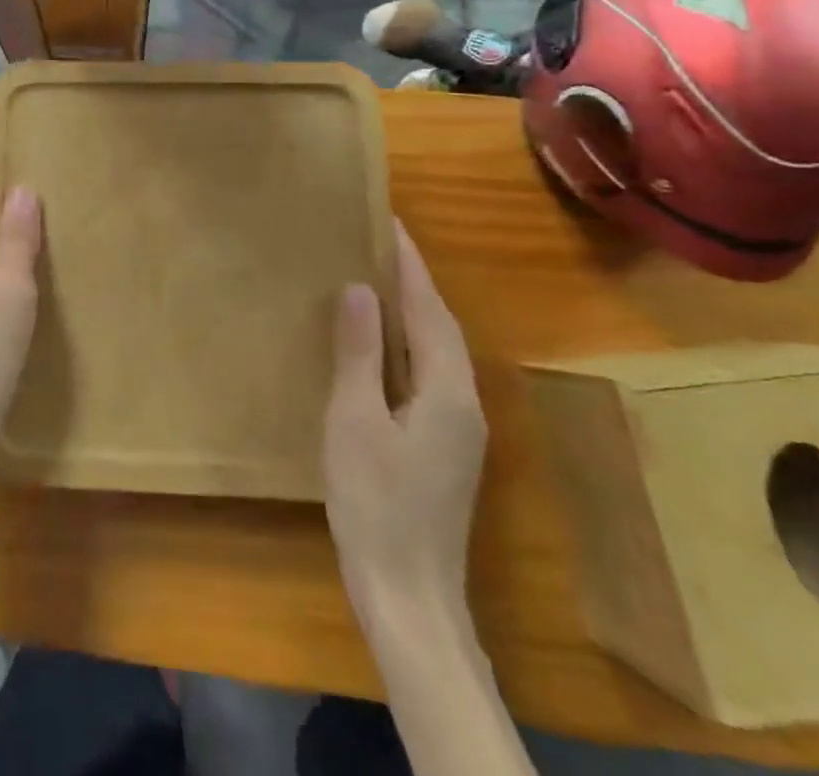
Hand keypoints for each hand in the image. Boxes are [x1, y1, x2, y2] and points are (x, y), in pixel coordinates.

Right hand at [324, 222, 486, 628]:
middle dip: (414, 283)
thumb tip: (360, 289)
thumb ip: (359, 353)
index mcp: (446, 391)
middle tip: (379, 244)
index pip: (429, 310)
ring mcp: (458, 430)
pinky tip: (380, 348)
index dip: (409, 265)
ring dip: (412, 313)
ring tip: (377, 282)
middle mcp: (464, 403)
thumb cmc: (375, 502)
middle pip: (441, 328)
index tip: (390, 223)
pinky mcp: (444, 448)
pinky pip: (428, 375)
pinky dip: (407, 345)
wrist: (408, 595)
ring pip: (437, 353)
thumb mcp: (354, 420)